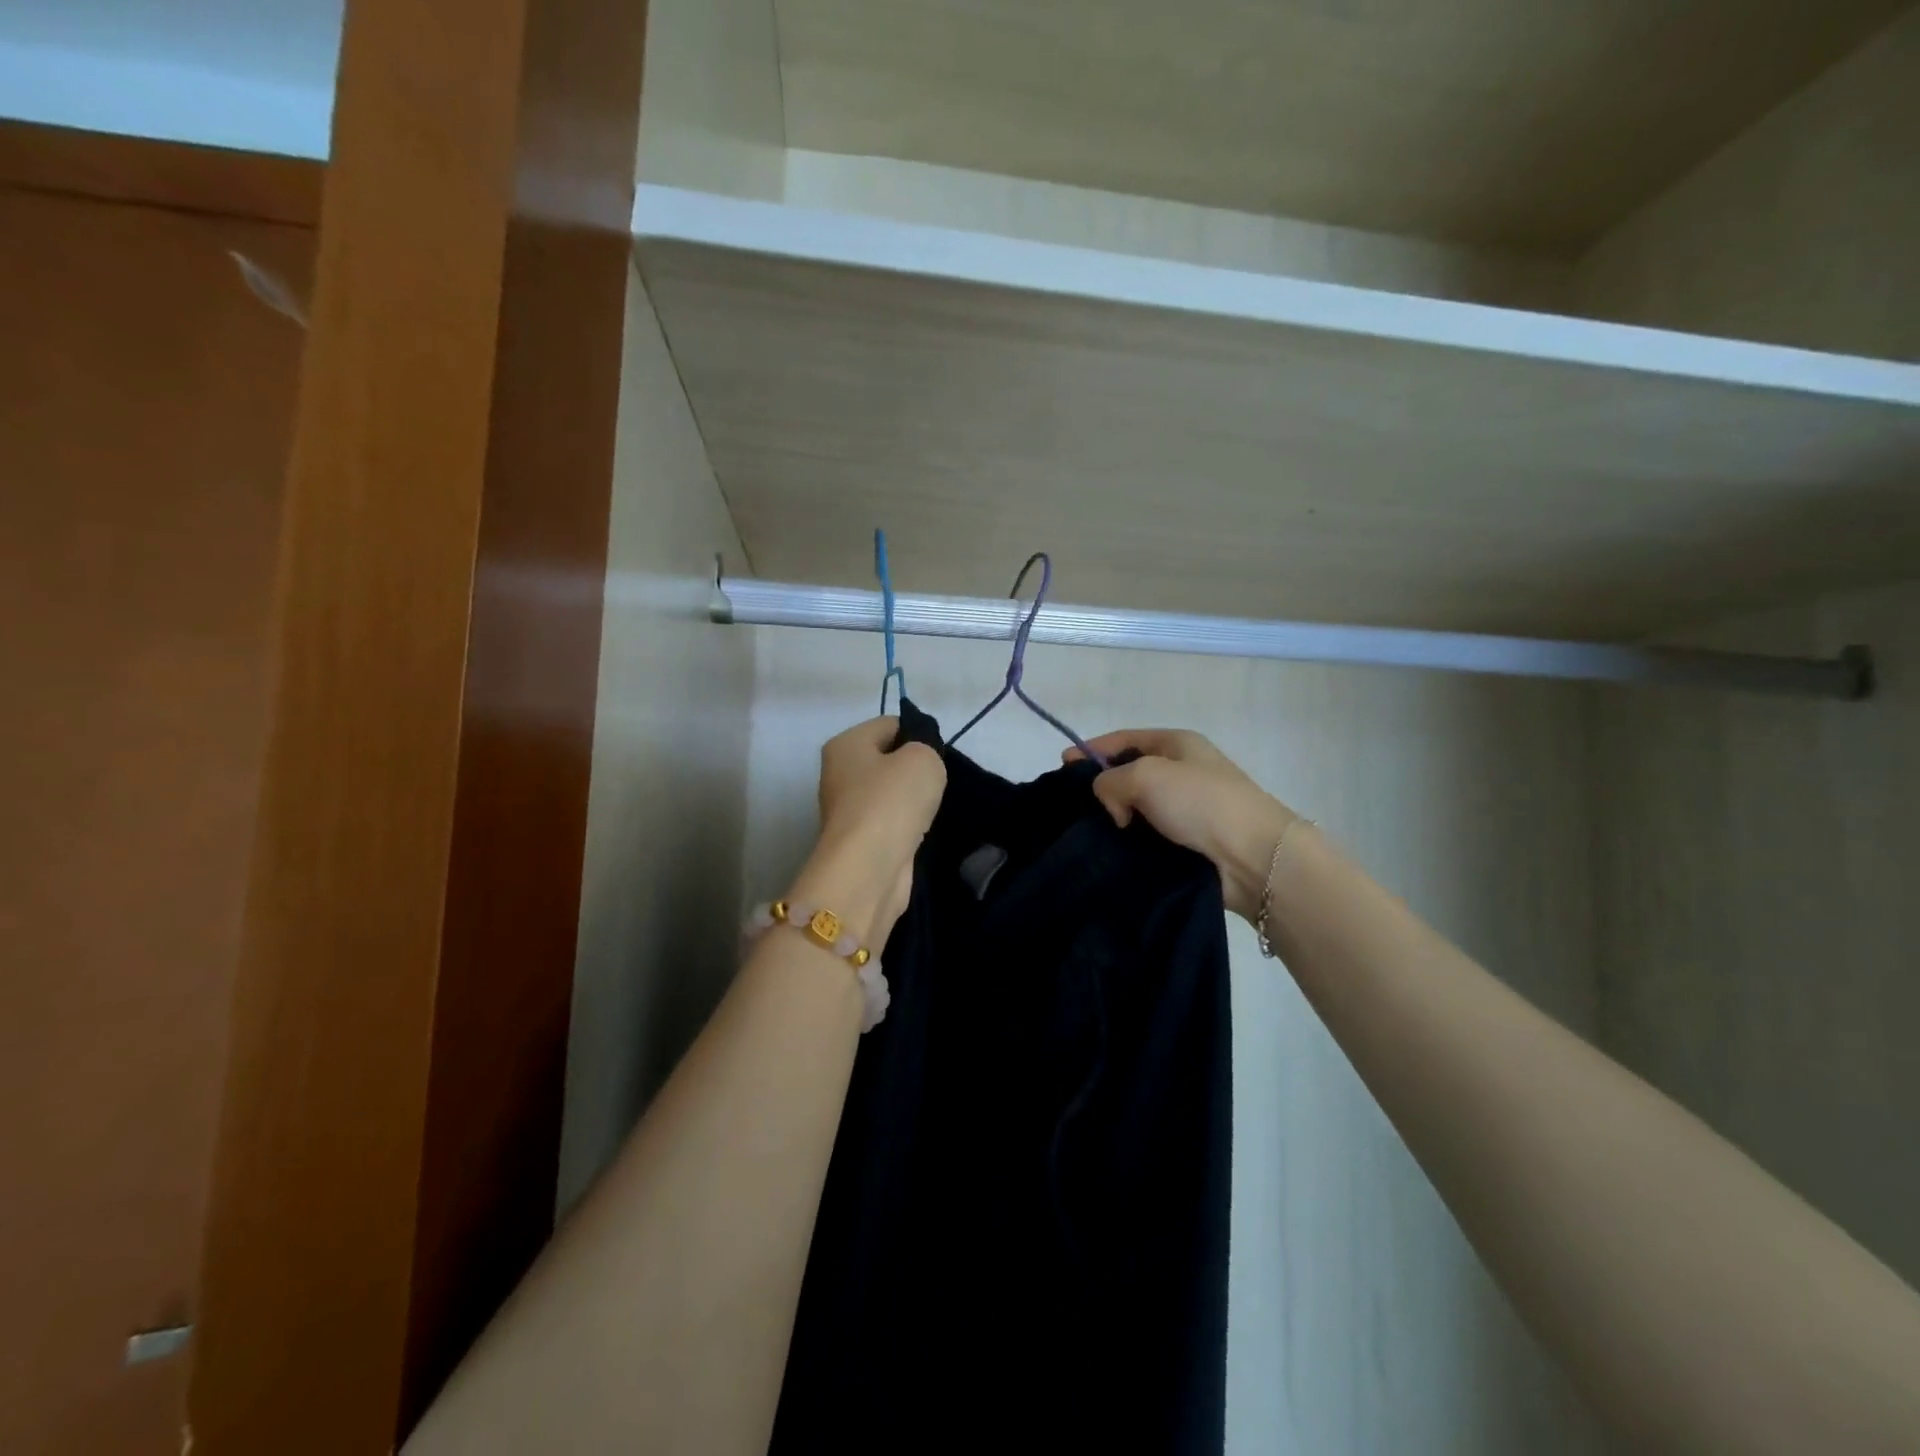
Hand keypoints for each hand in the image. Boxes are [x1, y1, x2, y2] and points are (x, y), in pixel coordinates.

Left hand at [789, 717, 945, 947]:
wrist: (869, 869)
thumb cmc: (892, 801)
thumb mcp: (923, 758)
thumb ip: (926, 748)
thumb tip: (918, 763)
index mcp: (845, 745)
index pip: (890, 725)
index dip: (919, 735)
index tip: (940, 755)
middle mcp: (838, 774)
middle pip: (887, 760)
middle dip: (914, 769)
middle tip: (937, 782)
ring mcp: (846, 810)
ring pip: (889, 794)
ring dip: (912, 801)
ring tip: (932, 809)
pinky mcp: (858, 841)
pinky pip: (890, 822)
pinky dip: (906, 826)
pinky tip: (921, 831)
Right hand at [1066, 729, 1300, 921]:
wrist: (1255, 857)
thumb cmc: (1201, 802)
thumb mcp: (1146, 774)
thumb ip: (1111, 781)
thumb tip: (1115, 808)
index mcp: (1177, 743)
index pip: (1123, 739)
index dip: (1091, 750)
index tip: (1061, 768)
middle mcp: (1182, 770)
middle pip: (1129, 772)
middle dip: (1101, 787)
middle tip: (1072, 806)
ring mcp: (1187, 807)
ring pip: (1137, 807)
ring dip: (1115, 818)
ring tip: (1088, 833)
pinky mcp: (1188, 841)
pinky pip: (1148, 834)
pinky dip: (1130, 840)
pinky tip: (1112, 851)